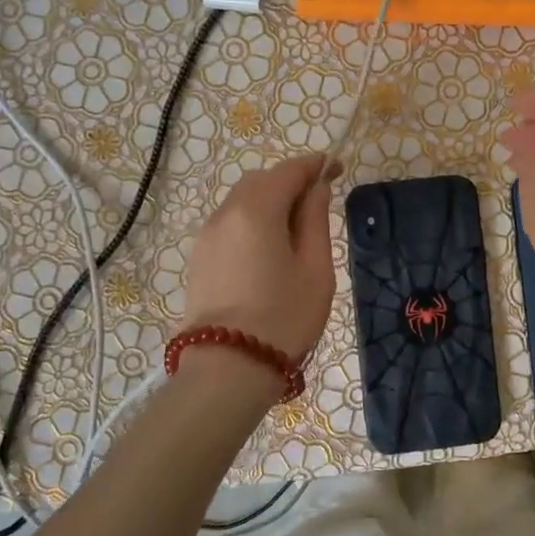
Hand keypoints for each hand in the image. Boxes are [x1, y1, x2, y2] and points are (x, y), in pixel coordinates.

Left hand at [182, 154, 338, 371]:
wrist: (228, 369)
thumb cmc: (284, 317)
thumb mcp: (315, 268)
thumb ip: (315, 220)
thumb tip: (316, 189)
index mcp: (256, 210)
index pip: (288, 171)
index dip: (315, 166)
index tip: (336, 169)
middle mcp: (225, 213)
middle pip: (260, 181)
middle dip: (289, 182)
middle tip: (318, 202)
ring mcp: (206, 236)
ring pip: (241, 201)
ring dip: (269, 202)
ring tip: (294, 228)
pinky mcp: (198, 258)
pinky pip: (229, 224)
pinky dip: (252, 221)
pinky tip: (268, 247)